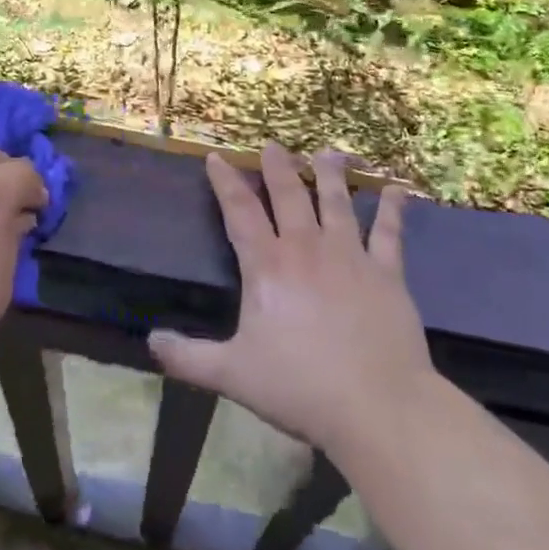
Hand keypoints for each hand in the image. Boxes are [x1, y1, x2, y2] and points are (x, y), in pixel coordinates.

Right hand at [149, 143, 437, 460]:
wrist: (377, 405)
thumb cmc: (299, 386)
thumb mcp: (232, 374)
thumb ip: (188, 357)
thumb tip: (150, 341)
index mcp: (267, 266)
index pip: (239, 211)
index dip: (225, 182)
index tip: (217, 157)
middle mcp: (306, 249)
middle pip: (289, 195)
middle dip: (278, 167)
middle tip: (273, 144)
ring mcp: (349, 256)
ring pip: (336, 203)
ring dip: (329, 175)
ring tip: (326, 152)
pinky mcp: (386, 273)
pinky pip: (389, 233)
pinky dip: (393, 210)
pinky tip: (397, 190)